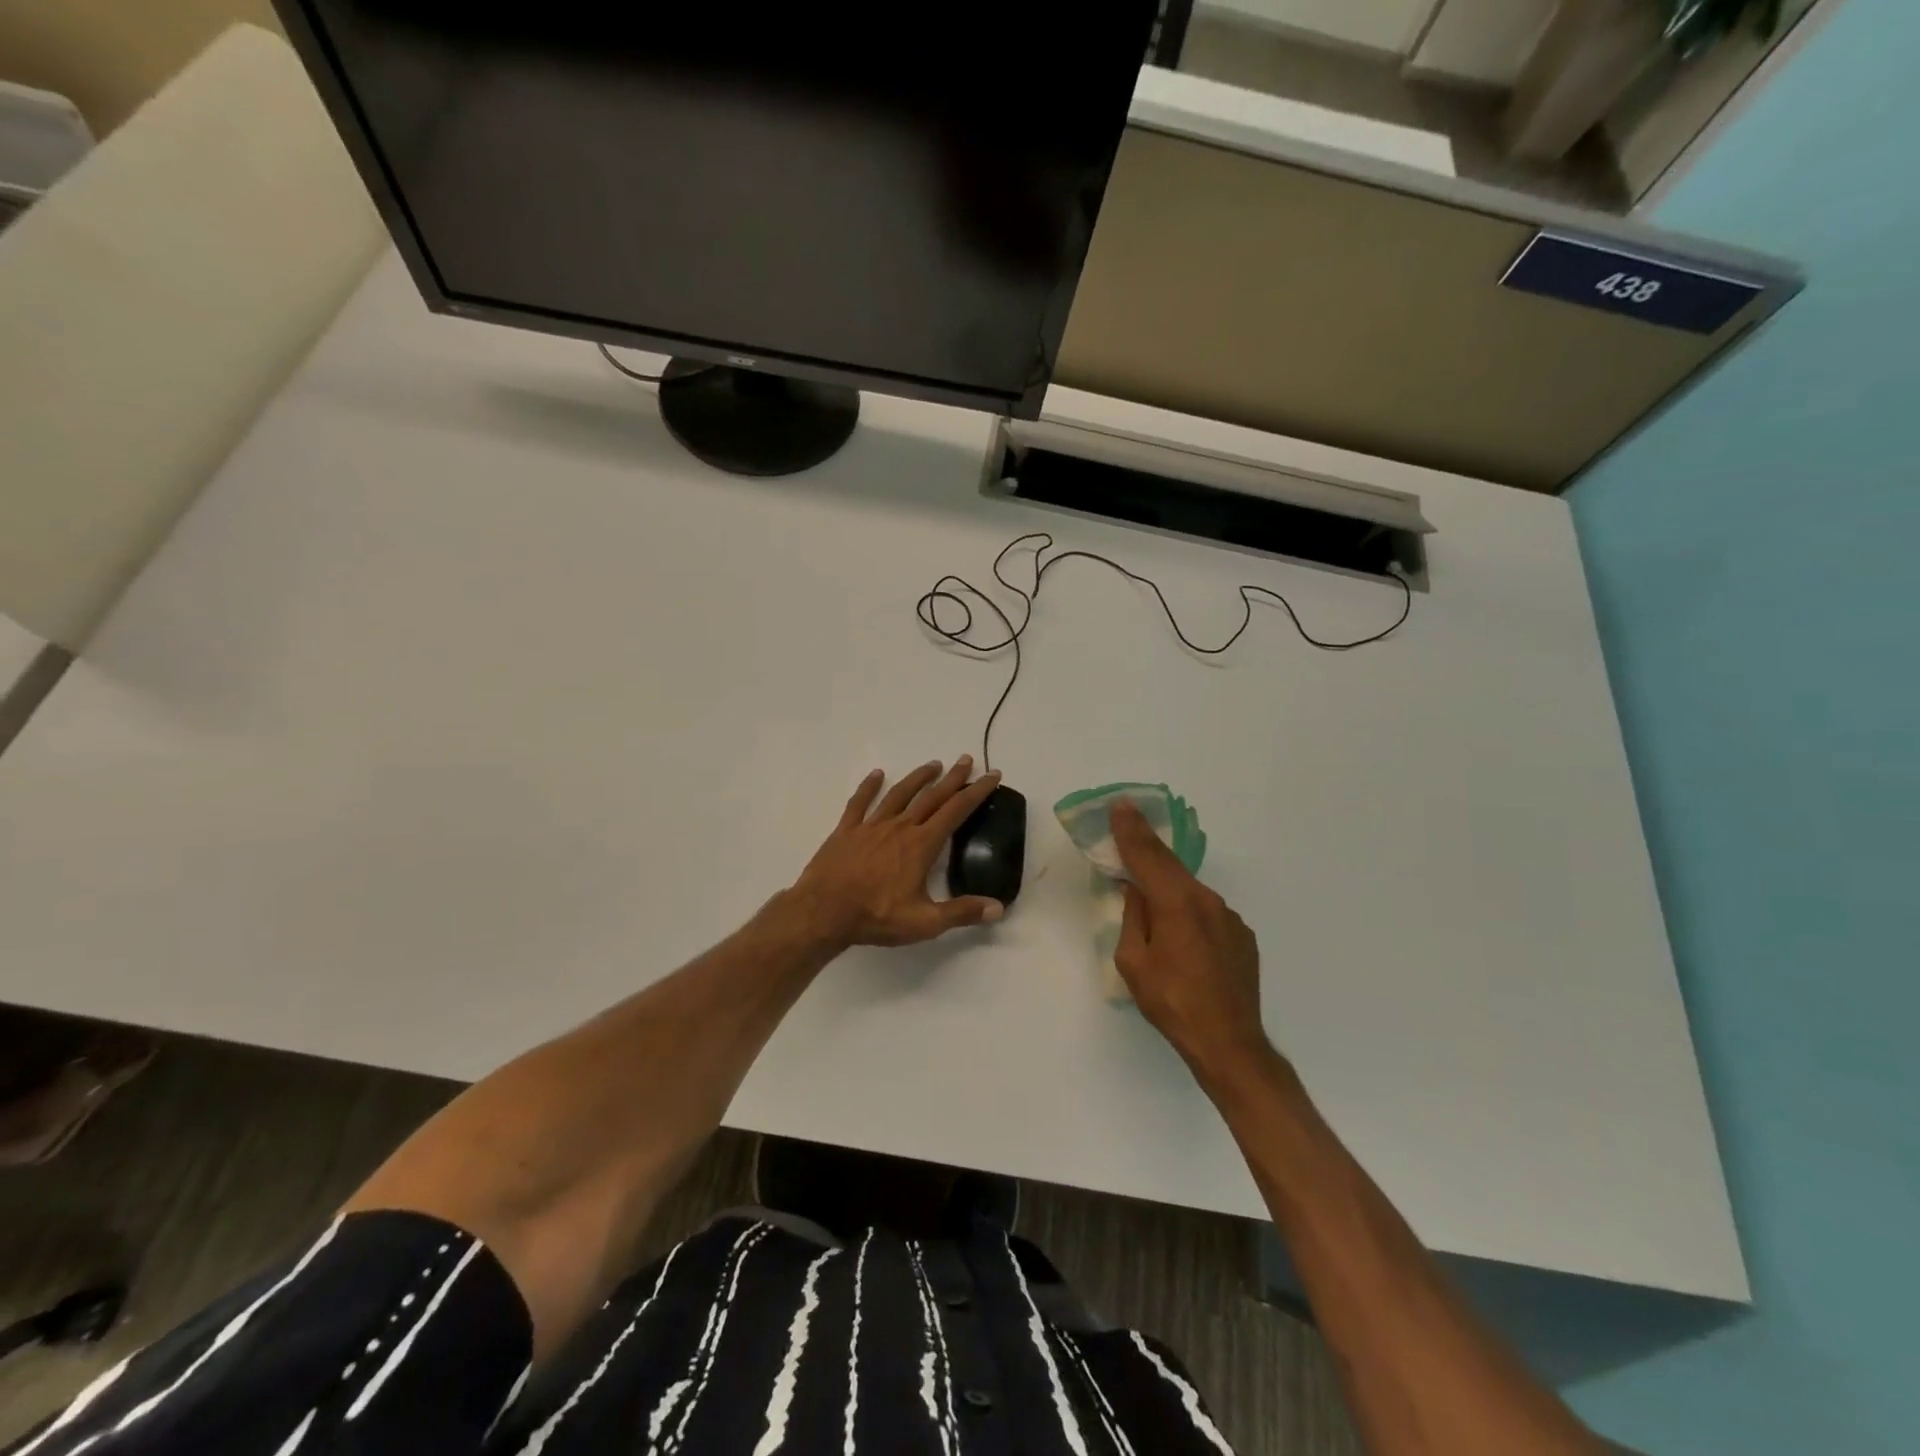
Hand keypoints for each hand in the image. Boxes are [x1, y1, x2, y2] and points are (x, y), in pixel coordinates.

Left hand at [790, 759, 1006, 947]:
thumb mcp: (925, 923)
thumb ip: (962, 912)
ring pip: (899, 794)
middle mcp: (900, 827)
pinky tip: (876, 774)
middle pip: (931, 796)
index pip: (956, 811)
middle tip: (966, 760)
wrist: (823, 913)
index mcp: (921, 845)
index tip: (992, 775)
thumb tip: (998, 907)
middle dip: (952, 778)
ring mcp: (871, 826)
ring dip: (918, 777)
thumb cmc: (876, 917)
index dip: (976, 791)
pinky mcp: (846, 831)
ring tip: (933, 764)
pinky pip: (859, 802)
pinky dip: (869, 786)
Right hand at [1111, 799, 1272, 1079]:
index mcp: (1177, 902)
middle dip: (1148, 856)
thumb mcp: (1133, 961)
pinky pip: (1207, 915)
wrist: (1229, 1044)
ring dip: (1170, 894)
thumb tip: (1138, 892)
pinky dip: (1190, 917)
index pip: (1148, 855)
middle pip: (1171, 869)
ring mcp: (1230, 918)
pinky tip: (1184, 945)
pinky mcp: (1242, 936)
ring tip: (1156, 919)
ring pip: (1190, 894)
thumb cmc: (1171, 1002)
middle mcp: (1207, 900)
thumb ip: (1133, 917)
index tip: (1120, 804)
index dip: (1131, 830)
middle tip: (1127, 840)